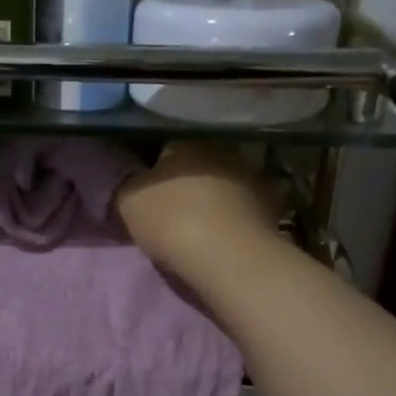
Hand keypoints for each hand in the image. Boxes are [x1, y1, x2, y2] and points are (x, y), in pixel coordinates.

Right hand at [115, 141, 283, 285]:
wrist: (228, 257)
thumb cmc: (171, 220)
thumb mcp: (127, 200)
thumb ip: (123, 183)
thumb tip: (125, 177)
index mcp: (186, 139)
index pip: (163, 145)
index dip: (151, 167)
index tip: (144, 189)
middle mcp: (222, 148)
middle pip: (197, 163)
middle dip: (184, 181)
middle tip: (169, 207)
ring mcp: (252, 175)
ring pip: (223, 182)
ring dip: (212, 197)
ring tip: (198, 223)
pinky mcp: (271, 205)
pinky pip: (244, 206)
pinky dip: (234, 216)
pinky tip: (224, 234)